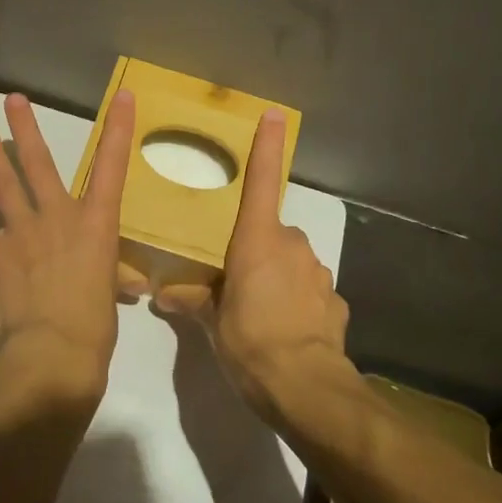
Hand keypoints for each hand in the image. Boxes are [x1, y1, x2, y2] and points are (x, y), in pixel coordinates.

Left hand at [0, 92, 135, 408]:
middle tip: (13, 100)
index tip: (123, 96)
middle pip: (39, 164)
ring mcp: (18, 232)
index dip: (119, 130)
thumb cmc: (94, 329)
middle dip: (26, 129)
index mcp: (95, 226)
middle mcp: (56, 218)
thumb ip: (109, 278)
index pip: (112, 168)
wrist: (55, 354)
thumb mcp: (109, 296)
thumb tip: (120, 285)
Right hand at [156, 109, 349, 421]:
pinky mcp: (334, 301)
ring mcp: (318, 273)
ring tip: (259, 312)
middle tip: (233, 281)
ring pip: (291, 262)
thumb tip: (167, 296)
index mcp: (258, 240)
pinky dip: (296, 302)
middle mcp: (293, 246)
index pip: (262, 182)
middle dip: (254, 249)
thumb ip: (194, 301)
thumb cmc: (250, 341)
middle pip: (271, 233)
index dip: (267, 148)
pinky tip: (285, 329)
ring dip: (275, 276)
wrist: (305, 386)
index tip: (275, 116)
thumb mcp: (212, 322)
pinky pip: (308, 291)